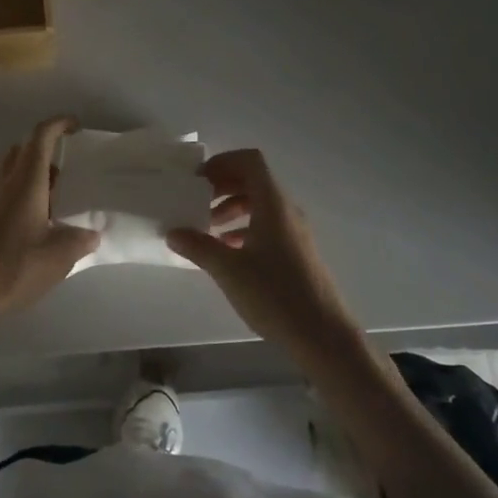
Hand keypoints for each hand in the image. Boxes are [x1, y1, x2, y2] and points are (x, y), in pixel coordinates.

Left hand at [0, 117, 97, 329]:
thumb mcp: (58, 257)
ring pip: (11, 166)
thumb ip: (80, 240)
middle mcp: (4, 179)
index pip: (41, 136)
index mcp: (26, 180)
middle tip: (68, 170)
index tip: (76, 126)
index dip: (59, 124)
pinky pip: (3, 186)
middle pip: (24, 147)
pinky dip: (20, 188)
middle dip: (46, 149)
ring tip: (54, 196)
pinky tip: (34, 218)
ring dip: (31, 170)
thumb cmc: (14, 267)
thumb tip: (92, 233)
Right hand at [168, 149, 365, 370]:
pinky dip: (245, 228)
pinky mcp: (298, 253)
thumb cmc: (275, 294)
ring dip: (232, 208)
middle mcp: (287, 210)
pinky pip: (268, 225)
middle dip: (223, 185)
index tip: (198, 179)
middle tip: (196, 200)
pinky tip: (228, 251)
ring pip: (260, 205)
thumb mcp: (228, 270)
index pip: (250, 160)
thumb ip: (198, 246)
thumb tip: (173, 232)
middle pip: (254, 181)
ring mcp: (295, 232)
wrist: (324, 337)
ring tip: (207, 228)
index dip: (223, 161)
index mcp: (273, 204)